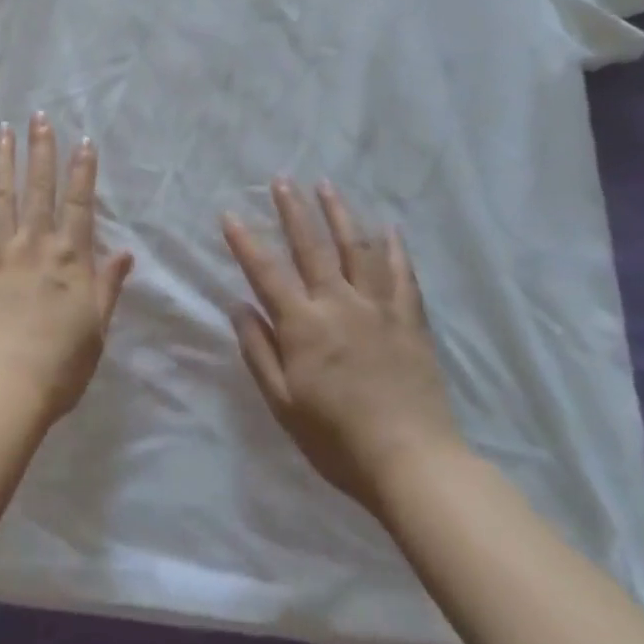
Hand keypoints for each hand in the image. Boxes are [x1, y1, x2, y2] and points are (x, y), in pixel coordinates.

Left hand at [0, 113, 133, 424]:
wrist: (1, 388)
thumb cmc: (58, 366)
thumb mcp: (96, 329)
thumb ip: (108, 286)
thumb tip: (126, 252)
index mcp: (70, 258)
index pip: (79, 202)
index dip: (82, 170)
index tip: (83, 140)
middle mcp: (35, 243)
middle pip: (39, 187)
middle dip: (41, 149)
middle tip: (39, 117)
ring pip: (1, 194)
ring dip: (3, 160)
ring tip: (3, 130)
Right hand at [224, 179, 462, 513]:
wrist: (413, 463)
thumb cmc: (338, 439)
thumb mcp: (284, 403)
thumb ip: (259, 352)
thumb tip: (238, 307)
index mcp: (303, 325)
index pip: (266, 273)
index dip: (245, 242)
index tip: (230, 214)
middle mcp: (339, 304)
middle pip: (312, 247)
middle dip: (293, 210)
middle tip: (282, 179)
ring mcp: (378, 308)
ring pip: (357, 249)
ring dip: (340, 214)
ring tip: (327, 186)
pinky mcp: (410, 320)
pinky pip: (403, 275)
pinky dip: (396, 249)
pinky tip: (390, 227)